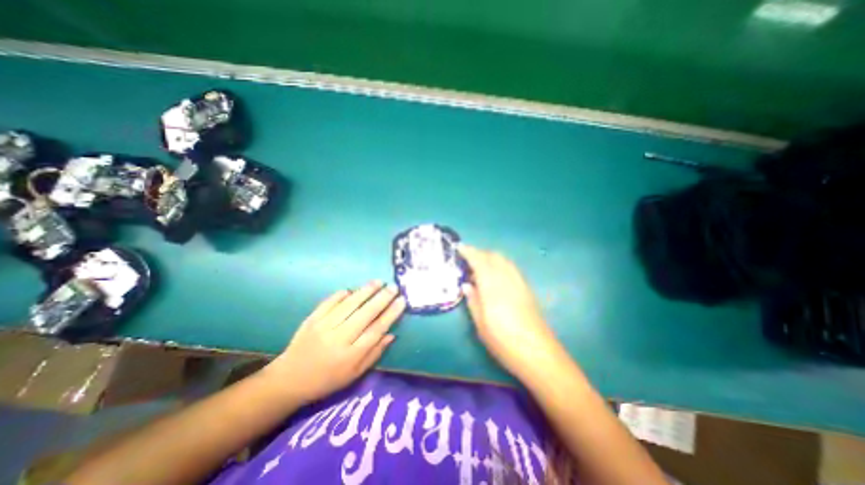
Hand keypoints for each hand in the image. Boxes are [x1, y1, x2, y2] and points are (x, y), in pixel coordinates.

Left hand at [261, 281, 407, 404]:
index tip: (402, 301)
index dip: (391, 314)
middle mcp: (338, 338)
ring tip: (378, 282)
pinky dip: (341, 295)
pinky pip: (329, 302)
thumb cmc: (327, 380)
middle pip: (365, 314)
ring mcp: (323, 326)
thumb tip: (391, 334)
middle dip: (382, 298)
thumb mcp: (354, 374)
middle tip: (394, 287)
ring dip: (365, 291)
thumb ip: (374, 354)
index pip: (376, 330)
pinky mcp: (311, 319)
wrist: (289, 380)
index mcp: (351, 355)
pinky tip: (352, 289)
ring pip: (349, 304)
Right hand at [455, 246, 564, 377]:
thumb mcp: (481, 325)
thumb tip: (466, 285)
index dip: (469, 252)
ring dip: (491, 257)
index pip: (480, 261)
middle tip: (467, 258)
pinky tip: (497, 274)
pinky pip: (511, 268)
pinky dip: (501, 264)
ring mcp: (519, 283)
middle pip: (493, 256)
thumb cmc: (504, 342)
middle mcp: (507, 279)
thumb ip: (473, 301)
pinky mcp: (527, 288)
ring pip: (504, 260)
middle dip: (480, 253)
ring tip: (480, 264)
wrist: (538, 353)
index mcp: (492, 287)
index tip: (459, 247)